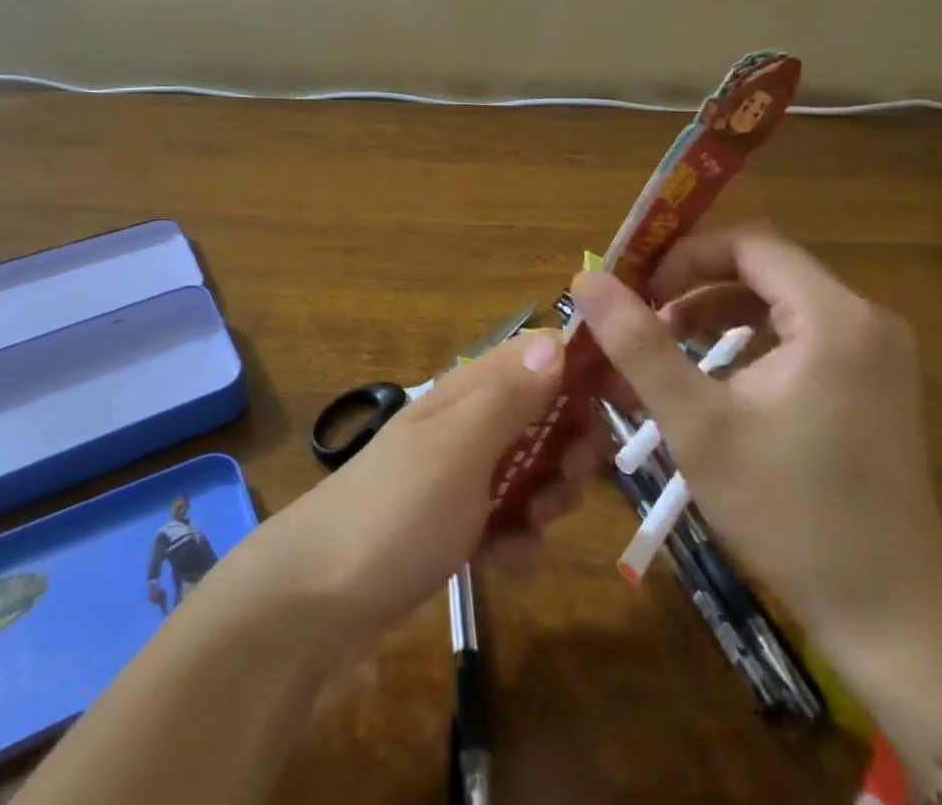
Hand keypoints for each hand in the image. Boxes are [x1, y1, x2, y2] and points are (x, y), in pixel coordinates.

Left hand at [254, 328, 598, 648]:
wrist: (318, 600)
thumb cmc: (395, 511)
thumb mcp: (459, 449)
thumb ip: (509, 397)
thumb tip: (557, 339)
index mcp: (469, 390)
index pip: (539, 354)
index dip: (583, 369)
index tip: (623, 404)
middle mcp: (469, 422)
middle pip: (546, 415)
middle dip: (570, 450)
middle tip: (566, 484)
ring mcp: (462, 473)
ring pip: (534, 470)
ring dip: (546, 500)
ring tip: (527, 529)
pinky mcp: (457, 521)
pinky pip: (510, 519)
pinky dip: (516, 540)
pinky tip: (502, 563)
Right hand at [574, 224, 941, 660]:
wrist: (891, 618)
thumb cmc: (788, 512)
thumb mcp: (697, 423)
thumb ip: (638, 344)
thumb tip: (585, 280)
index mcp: (834, 317)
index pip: (749, 243)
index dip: (685, 256)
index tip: (637, 289)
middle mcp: (865, 320)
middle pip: (763, 267)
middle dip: (694, 284)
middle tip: (642, 315)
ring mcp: (875, 353)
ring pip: (778, 299)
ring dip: (716, 310)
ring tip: (666, 342)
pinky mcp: (873, 382)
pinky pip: (799, 332)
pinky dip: (749, 338)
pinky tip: (713, 373)